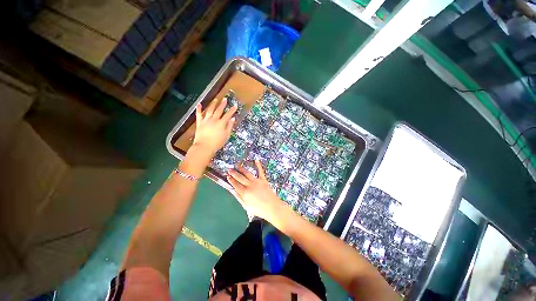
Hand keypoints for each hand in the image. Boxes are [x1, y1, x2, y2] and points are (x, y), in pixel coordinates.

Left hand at [193, 97, 236, 155]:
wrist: (204, 147)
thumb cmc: (217, 143)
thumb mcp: (226, 136)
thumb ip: (229, 126)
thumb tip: (233, 119)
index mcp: (221, 123)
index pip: (228, 115)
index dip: (232, 110)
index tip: (235, 105)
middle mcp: (214, 119)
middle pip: (219, 110)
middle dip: (222, 104)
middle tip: (225, 99)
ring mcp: (206, 120)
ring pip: (210, 110)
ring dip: (213, 104)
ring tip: (216, 99)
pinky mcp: (199, 122)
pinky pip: (199, 114)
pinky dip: (199, 109)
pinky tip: (199, 104)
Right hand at [227, 160, 286, 222]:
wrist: (272, 207)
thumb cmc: (259, 209)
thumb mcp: (246, 205)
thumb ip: (238, 197)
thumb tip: (232, 190)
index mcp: (245, 193)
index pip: (235, 184)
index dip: (231, 180)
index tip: (227, 176)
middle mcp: (250, 185)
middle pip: (240, 178)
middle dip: (234, 173)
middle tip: (229, 169)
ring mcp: (257, 181)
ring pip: (247, 173)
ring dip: (241, 169)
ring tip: (237, 165)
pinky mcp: (263, 180)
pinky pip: (260, 171)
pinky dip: (258, 165)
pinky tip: (256, 160)